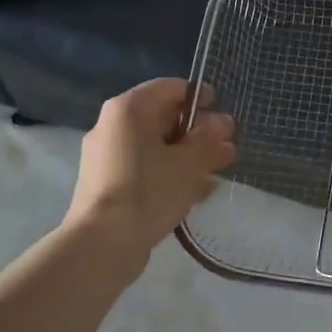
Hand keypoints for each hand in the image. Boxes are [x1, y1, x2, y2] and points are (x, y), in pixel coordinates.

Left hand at [65, 79, 236, 252]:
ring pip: (158, 148)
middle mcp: (114, 127)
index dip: (201, 97)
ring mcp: (109, 158)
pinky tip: (201, 191)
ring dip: (190, 156)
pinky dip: (172, 174)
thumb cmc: (148, 190)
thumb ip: (208, 139)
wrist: (102, 243)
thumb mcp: (188, 162)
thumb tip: (222, 123)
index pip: (171, 88)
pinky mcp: (110, 186)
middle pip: (164, 119)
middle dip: (200, 132)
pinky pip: (147, 170)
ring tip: (222, 169)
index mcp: (129, 109)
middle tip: (229, 146)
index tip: (224, 111)